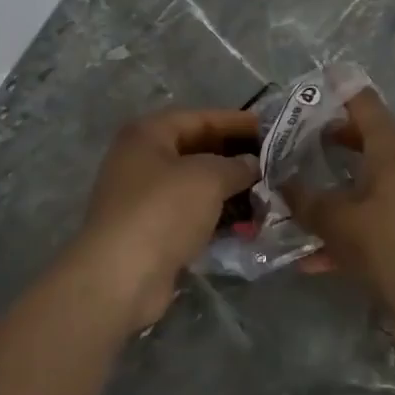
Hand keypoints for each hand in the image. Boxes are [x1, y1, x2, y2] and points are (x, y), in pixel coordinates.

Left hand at [71, 107, 260, 332]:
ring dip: (229, 189)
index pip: (200, 118)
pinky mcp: (151, 230)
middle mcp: (142, 159)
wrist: (120, 277)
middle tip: (274, 162)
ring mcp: (144, 197)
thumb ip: (236, 165)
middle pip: (197, 149)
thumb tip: (253, 164)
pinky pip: (191, 213)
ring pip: (195, 184)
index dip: (237, 122)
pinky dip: (216, 215)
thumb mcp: (207, 178)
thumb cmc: (162, 211)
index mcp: (148, 134)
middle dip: (235, 156)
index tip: (272, 129)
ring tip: (268, 193)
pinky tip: (247, 222)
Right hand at [282, 89, 394, 348]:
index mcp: (391, 149)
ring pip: (365, 179)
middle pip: (364, 138)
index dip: (335, 91)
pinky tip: (312, 257)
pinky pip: (372, 214)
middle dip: (327, 139)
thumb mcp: (336, 221)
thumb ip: (304, 200)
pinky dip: (346, 224)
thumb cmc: (388, 244)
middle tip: (292, 141)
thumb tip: (280, 184)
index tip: (307, 89)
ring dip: (333, 185)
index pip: (363, 103)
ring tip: (296, 193)